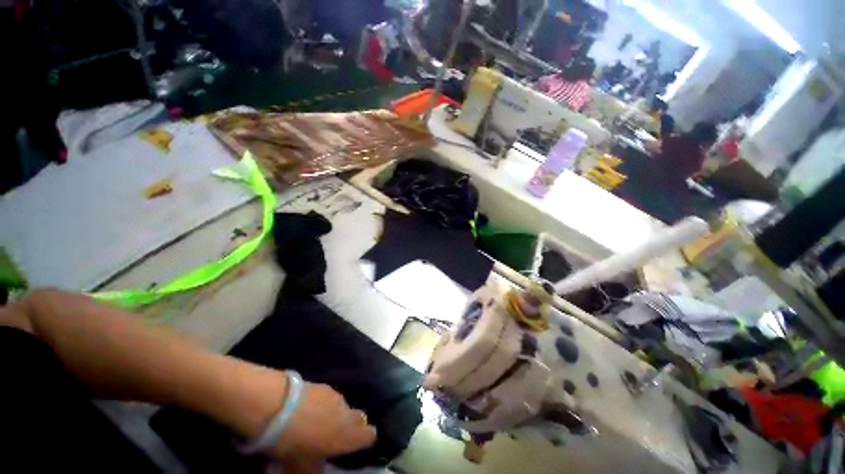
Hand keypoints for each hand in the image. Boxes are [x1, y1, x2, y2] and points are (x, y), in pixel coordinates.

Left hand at [270, 382, 376, 472]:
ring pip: (342, 407)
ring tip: (316, 423)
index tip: (355, 446)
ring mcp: (335, 396)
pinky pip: (328, 397)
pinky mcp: (322, 385)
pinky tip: (306, 411)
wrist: (278, 405)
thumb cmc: (294, 443)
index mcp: (349, 434)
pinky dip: (322, 404)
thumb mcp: (302, 467)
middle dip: (351, 426)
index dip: (365, 440)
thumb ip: (315, 469)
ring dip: (334, 414)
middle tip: (335, 436)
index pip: (370, 435)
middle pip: (359, 418)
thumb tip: (318, 468)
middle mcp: (347, 412)